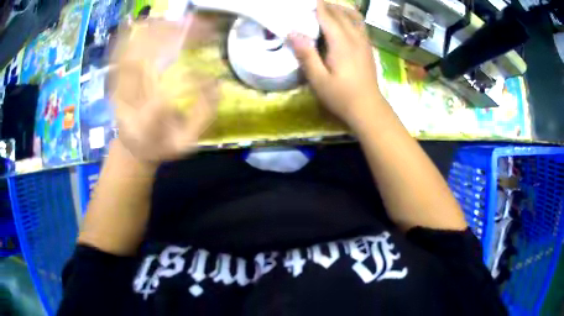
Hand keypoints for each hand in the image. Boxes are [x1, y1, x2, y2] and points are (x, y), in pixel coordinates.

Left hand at [109, 17, 218, 162]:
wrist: (132, 146)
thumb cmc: (160, 145)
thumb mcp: (185, 144)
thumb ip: (201, 118)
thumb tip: (217, 85)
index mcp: (144, 124)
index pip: (164, 97)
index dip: (190, 82)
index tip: (211, 78)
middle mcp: (127, 103)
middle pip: (141, 62)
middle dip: (171, 39)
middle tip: (200, 28)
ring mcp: (118, 88)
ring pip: (130, 52)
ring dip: (155, 32)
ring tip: (182, 21)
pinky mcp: (116, 78)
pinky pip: (120, 52)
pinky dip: (134, 34)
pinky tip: (153, 23)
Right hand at [288, 1, 384, 128]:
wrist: (368, 108)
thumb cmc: (341, 97)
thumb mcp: (318, 80)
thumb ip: (306, 55)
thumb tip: (292, 32)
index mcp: (341, 43)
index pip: (328, 16)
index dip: (316, 6)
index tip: (306, 1)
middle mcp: (355, 38)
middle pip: (340, 13)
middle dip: (326, 5)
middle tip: (312, 4)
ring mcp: (364, 42)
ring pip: (353, 16)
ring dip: (339, 8)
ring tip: (326, 8)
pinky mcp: (368, 47)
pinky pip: (360, 25)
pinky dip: (350, 16)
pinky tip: (343, 20)